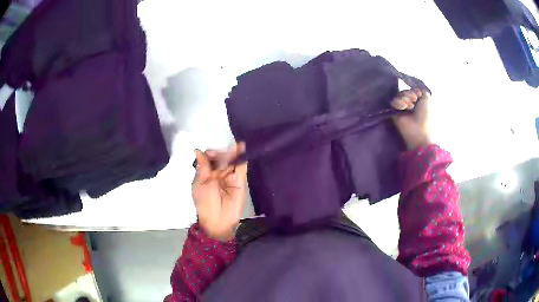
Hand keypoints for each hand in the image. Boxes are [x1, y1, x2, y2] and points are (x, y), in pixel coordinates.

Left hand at [192, 143, 247, 240]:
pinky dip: (242, 158)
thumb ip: (203, 166)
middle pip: (221, 158)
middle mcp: (218, 173)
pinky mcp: (240, 181)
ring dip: (232, 153)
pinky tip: (242, 147)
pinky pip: (241, 167)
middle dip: (220, 153)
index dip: (210, 154)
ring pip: (231, 161)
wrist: (218, 219)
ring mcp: (230, 176)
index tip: (210, 154)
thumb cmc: (205, 202)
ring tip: (234, 146)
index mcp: (206, 174)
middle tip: (219, 155)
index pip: (209, 159)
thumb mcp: (201, 183)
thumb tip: (197, 150)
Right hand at [391, 89, 430, 149]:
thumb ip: (421, 90)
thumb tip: (413, 88)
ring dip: (404, 98)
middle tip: (413, 100)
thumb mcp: (427, 99)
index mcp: (418, 102)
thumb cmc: (426, 116)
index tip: (417, 95)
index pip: (411, 90)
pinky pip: (393, 102)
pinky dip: (398, 103)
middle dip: (409, 94)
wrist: (420, 131)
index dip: (413, 90)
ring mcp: (401, 109)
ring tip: (409, 106)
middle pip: (404, 92)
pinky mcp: (394, 113)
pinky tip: (403, 108)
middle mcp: (409, 104)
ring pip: (398, 95)